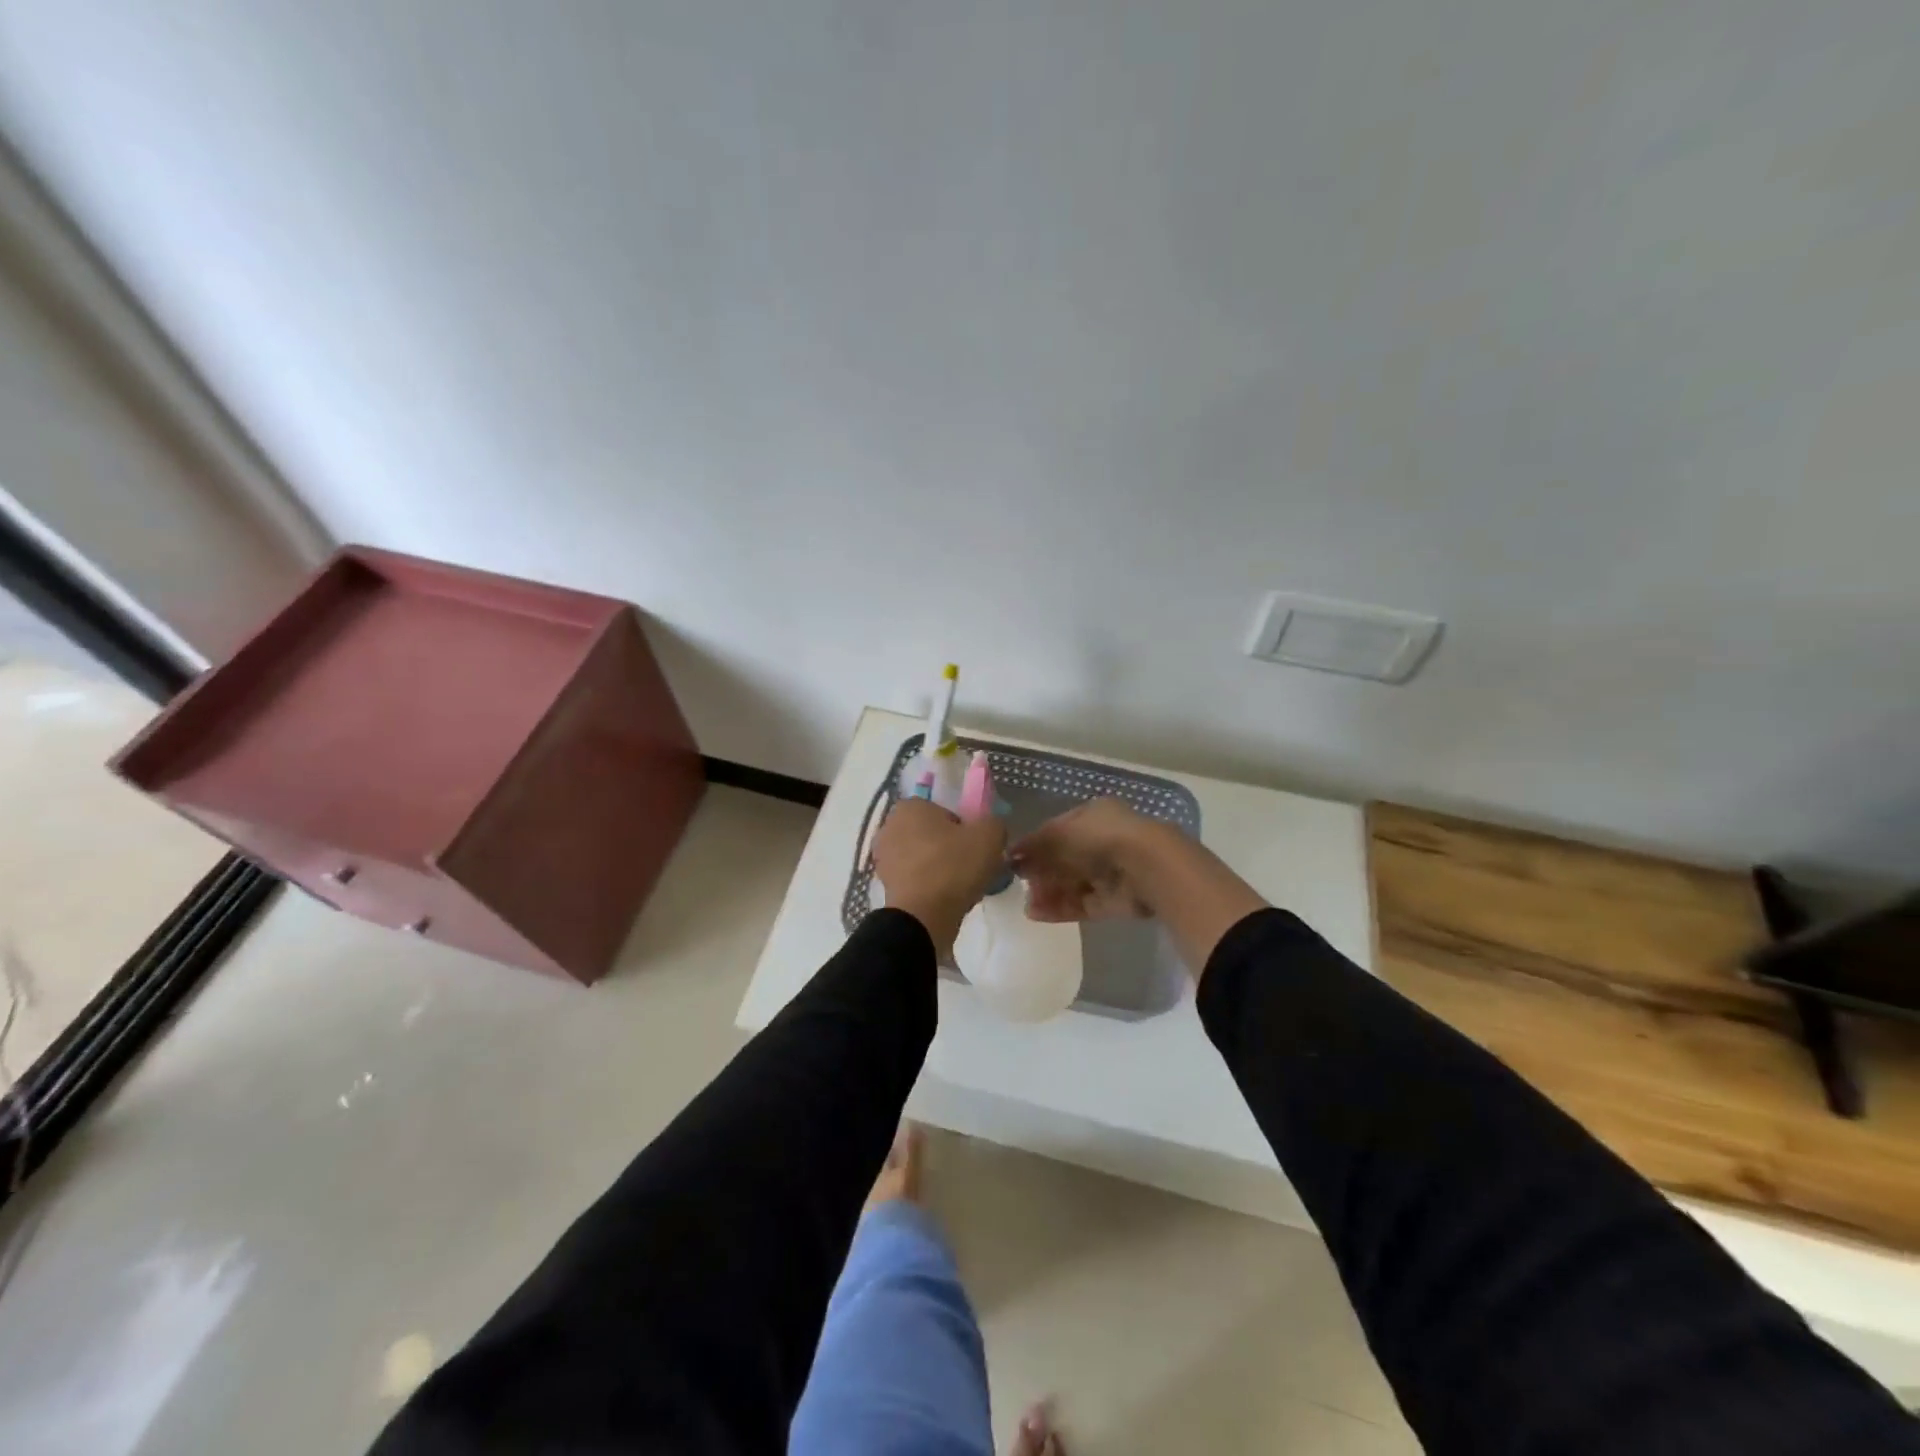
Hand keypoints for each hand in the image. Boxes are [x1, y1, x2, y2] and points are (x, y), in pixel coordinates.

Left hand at [871, 799, 1008, 956]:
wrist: (923, 917)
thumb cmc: (953, 866)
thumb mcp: (989, 836)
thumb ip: (993, 823)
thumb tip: (989, 829)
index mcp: (910, 806)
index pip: (943, 810)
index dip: (963, 826)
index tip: (975, 845)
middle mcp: (890, 827)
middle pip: (932, 834)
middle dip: (950, 847)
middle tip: (971, 865)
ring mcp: (883, 858)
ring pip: (923, 857)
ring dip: (940, 868)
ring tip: (961, 886)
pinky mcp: (885, 886)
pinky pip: (915, 879)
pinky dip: (929, 886)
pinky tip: (946, 899)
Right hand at [1012, 797, 1267, 976]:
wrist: (1147, 866)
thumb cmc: (1101, 837)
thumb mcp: (1060, 833)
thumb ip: (1034, 844)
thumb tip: (1011, 855)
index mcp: (1094, 815)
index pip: (1058, 829)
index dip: (1036, 843)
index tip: (1015, 858)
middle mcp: (1104, 841)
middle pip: (1065, 858)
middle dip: (1042, 871)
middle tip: (1018, 883)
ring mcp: (1111, 872)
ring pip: (1073, 883)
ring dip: (1048, 892)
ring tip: (1026, 904)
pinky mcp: (1116, 901)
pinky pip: (1082, 903)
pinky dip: (1060, 908)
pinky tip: (1037, 913)